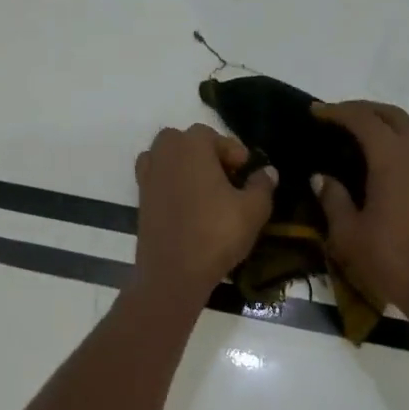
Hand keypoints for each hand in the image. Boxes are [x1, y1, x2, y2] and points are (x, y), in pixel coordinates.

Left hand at [132, 125, 276, 302]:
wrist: (173, 272)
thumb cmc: (216, 233)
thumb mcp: (253, 209)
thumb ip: (262, 185)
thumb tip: (268, 171)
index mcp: (192, 145)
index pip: (216, 137)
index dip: (235, 154)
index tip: (246, 174)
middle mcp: (165, 152)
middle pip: (188, 142)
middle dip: (208, 155)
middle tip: (228, 181)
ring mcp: (148, 174)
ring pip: (170, 158)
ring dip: (187, 167)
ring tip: (207, 192)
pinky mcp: (140, 197)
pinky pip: (158, 178)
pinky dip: (171, 183)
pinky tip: (188, 206)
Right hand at [311, 101, 408, 326]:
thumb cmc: (394, 260)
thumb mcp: (350, 234)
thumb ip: (333, 200)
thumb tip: (321, 177)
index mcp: (391, 159)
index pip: (363, 119)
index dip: (337, 111)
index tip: (315, 112)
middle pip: (391, 115)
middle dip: (363, 109)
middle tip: (335, 117)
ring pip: (406, 131)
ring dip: (380, 125)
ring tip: (352, 138)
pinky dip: (392, 143)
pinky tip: (374, 164)